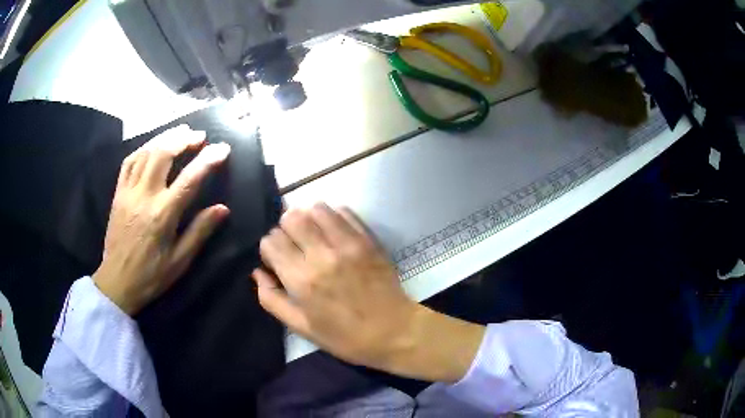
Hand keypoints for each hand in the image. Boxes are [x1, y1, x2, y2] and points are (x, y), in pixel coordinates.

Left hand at [93, 125, 230, 315]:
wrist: (117, 282)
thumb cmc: (151, 275)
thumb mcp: (180, 261)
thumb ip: (200, 232)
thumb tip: (222, 209)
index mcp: (163, 215)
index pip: (189, 179)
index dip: (208, 160)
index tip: (223, 148)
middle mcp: (145, 196)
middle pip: (163, 154)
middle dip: (184, 139)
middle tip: (200, 136)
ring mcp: (128, 192)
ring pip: (146, 152)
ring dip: (165, 137)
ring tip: (181, 132)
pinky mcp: (118, 193)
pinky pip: (129, 161)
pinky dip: (144, 148)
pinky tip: (153, 145)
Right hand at [253, 204, 484, 382]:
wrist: (394, 332)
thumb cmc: (345, 337)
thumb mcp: (302, 327)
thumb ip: (272, 299)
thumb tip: (258, 272)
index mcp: (301, 280)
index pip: (271, 241)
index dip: (270, 249)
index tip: (279, 259)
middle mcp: (321, 256)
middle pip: (291, 218)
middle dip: (286, 229)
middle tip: (295, 245)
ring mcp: (348, 244)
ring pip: (316, 208)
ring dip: (309, 219)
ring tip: (314, 236)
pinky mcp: (368, 239)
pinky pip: (344, 211)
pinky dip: (333, 217)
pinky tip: (334, 233)